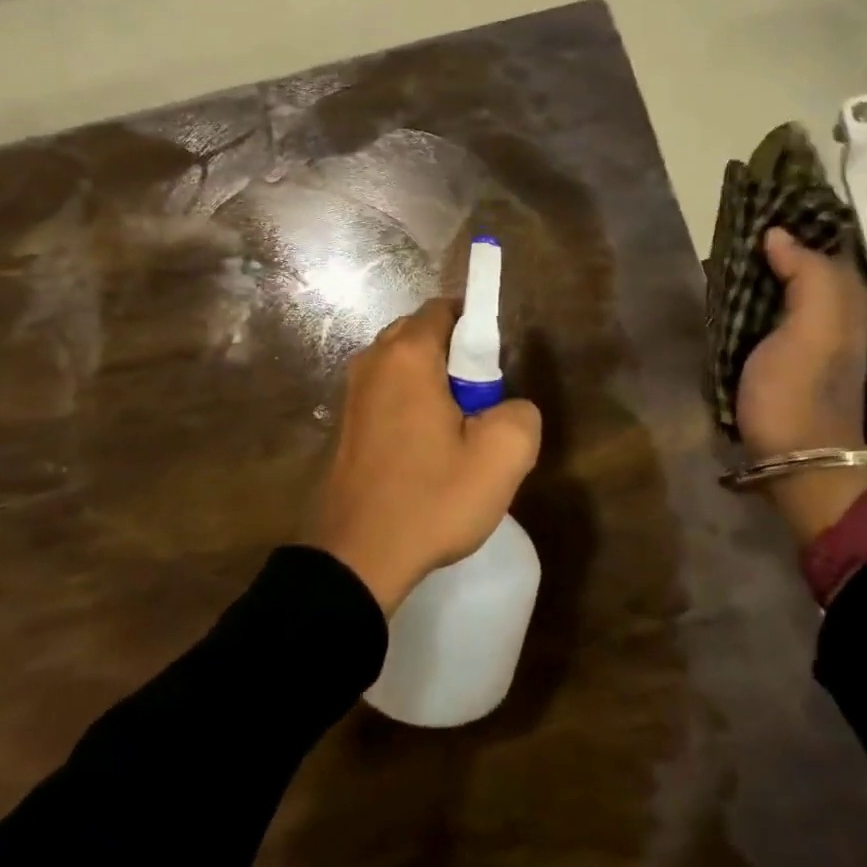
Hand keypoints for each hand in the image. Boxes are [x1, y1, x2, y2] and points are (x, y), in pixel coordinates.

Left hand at [306, 299, 541, 614]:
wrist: (358, 557)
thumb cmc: (431, 498)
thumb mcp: (502, 458)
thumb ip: (521, 414)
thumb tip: (509, 407)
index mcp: (407, 355)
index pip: (444, 309)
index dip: (476, 328)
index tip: (494, 368)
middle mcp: (373, 360)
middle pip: (422, 332)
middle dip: (455, 355)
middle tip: (479, 402)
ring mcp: (353, 391)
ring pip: (402, 363)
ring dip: (431, 381)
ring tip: (454, 430)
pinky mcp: (346, 422)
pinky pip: (386, 391)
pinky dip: (409, 402)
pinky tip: (424, 448)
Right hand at [735, 229, 866, 542]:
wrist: (796, 457)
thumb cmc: (801, 390)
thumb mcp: (814, 328)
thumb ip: (807, 274)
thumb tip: (779, 235)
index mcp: (844, 297)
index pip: (827, 239)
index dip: (802, 213)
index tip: (764, 189)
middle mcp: (831, 307)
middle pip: (804, 256)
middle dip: (776, 233)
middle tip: (736, 211)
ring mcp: (806, 331)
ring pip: (784, 279)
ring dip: (759, 259)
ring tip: (726, 237)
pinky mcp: (781, 350)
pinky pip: (768, 303)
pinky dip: (751, 286)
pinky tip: (727, 280)